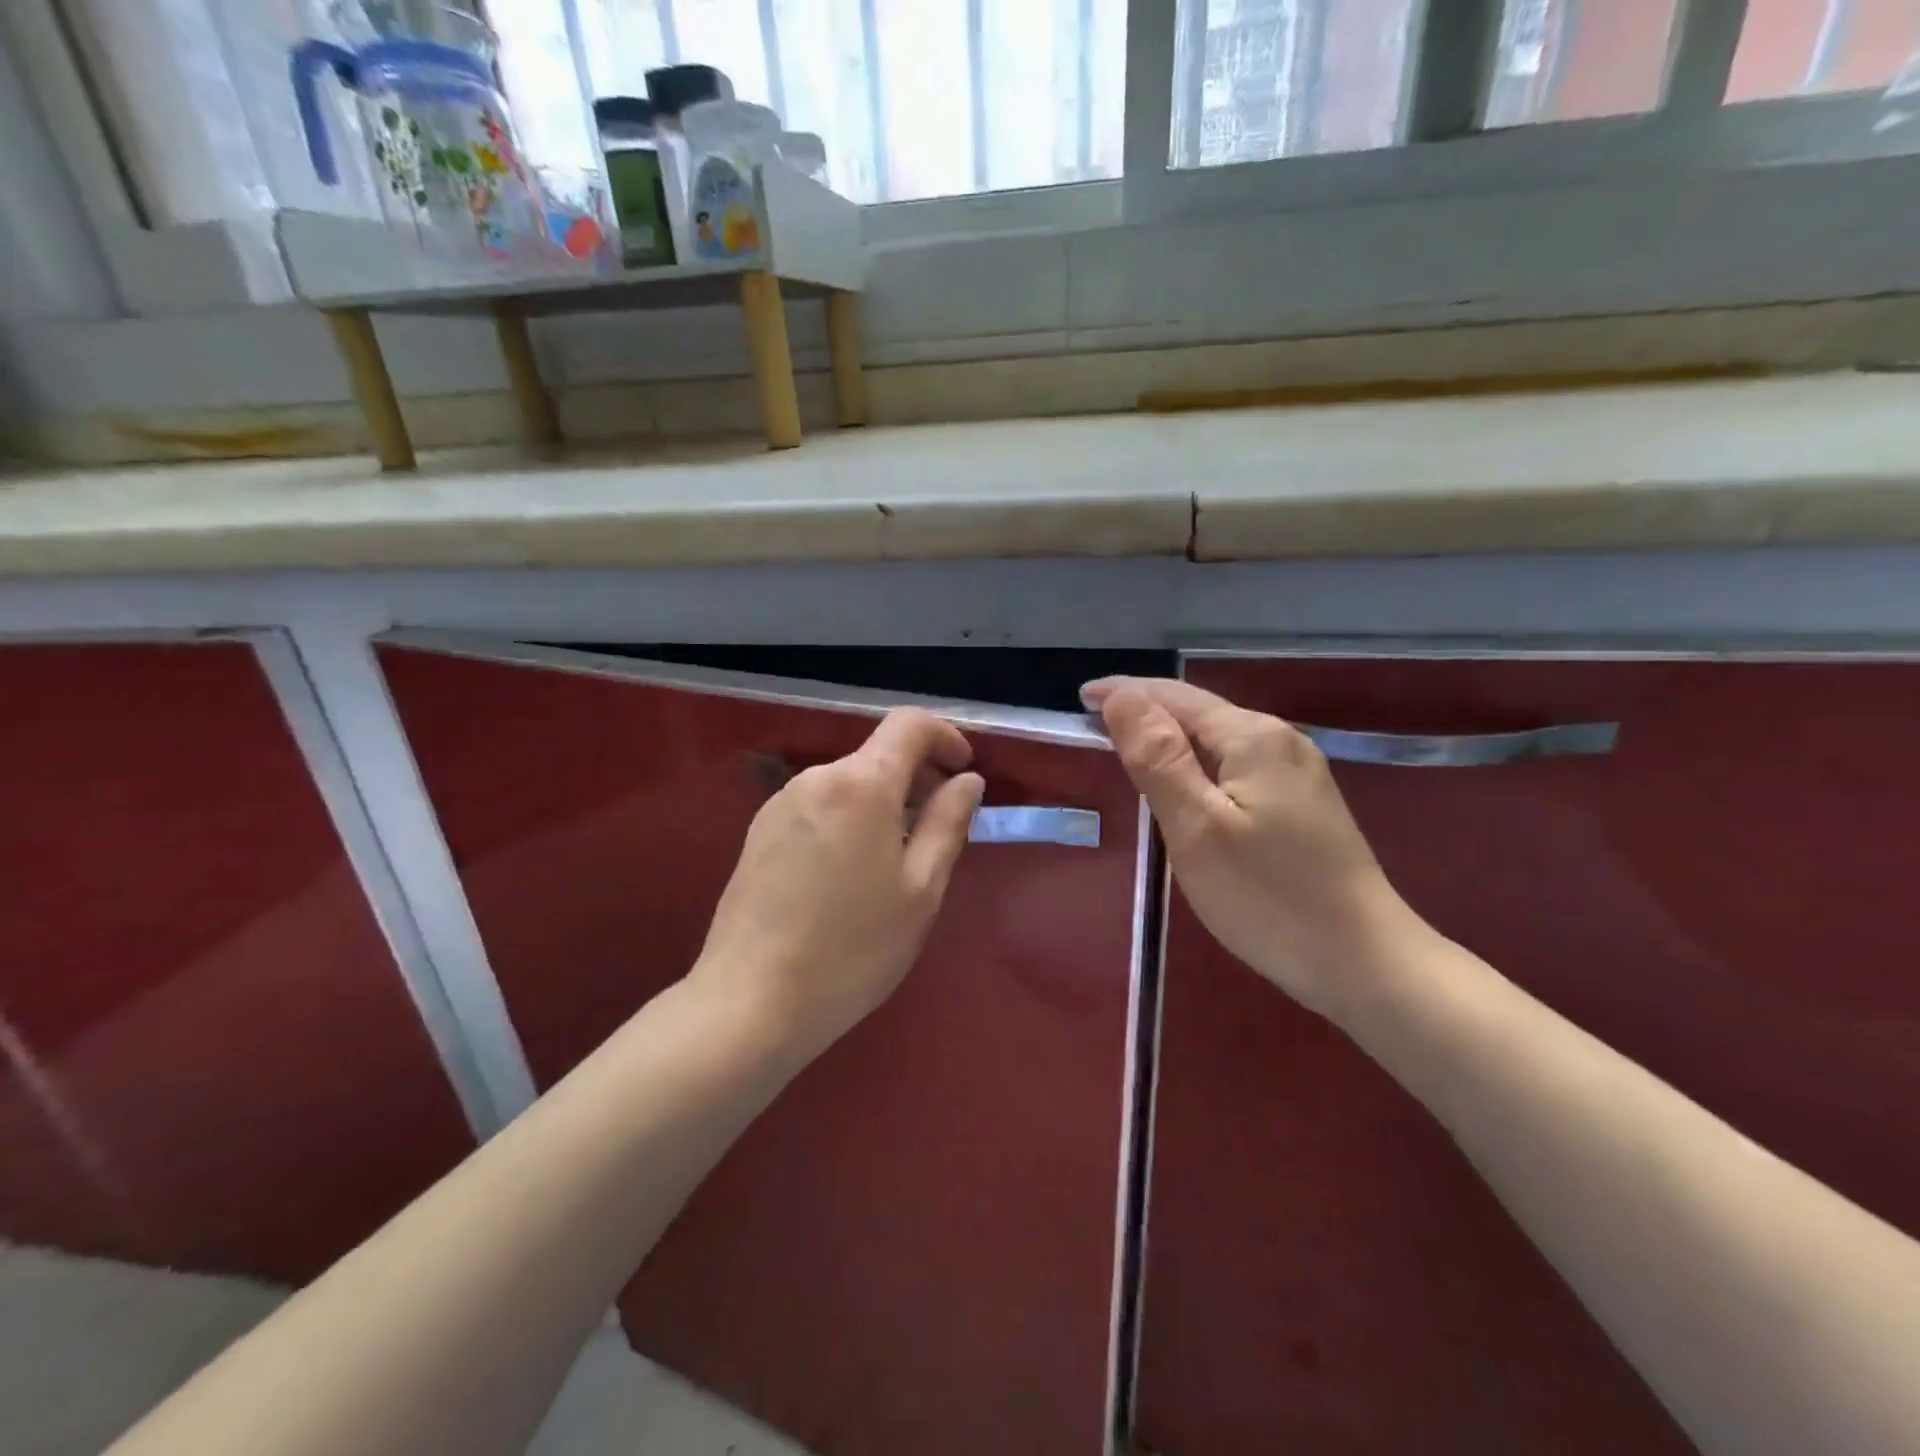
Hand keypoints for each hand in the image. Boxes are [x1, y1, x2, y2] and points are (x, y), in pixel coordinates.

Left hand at [692, 709, 985, 1059]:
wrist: (750, 1002)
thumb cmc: (852, 949)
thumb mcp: (920, 890)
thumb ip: (948, 824)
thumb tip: (967, 780)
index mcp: (861, 784)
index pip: (909, 724)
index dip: (944, 736)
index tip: (963, 770)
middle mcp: (816, 778)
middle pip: (879, 755)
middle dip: (916, 780)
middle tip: (936, 836)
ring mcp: (781, 803)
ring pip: (849, 784)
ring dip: (883, 805)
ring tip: (893, 867)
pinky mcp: (759, 831)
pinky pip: (820, 807)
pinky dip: (849, 820)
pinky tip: (849, 878)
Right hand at [1084, 677, 1425, 1020]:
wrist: (1365, 962)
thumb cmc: (1268, 897)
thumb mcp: (1196, 827)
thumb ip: (1157, 757)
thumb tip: (1121, 696)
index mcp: (1252, 737)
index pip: (1174, 696)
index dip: (1125, 693)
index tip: (1080, 700)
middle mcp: (1280, 741)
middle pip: (1199, 712)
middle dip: (1146, 712)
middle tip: (1094, 725)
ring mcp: (1298, 772)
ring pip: (1219, 739)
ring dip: (1171, 737)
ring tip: (1129, 749)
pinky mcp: (1304, 804)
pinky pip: (1237, 765)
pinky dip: (1198, 764)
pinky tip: (1186, 786)